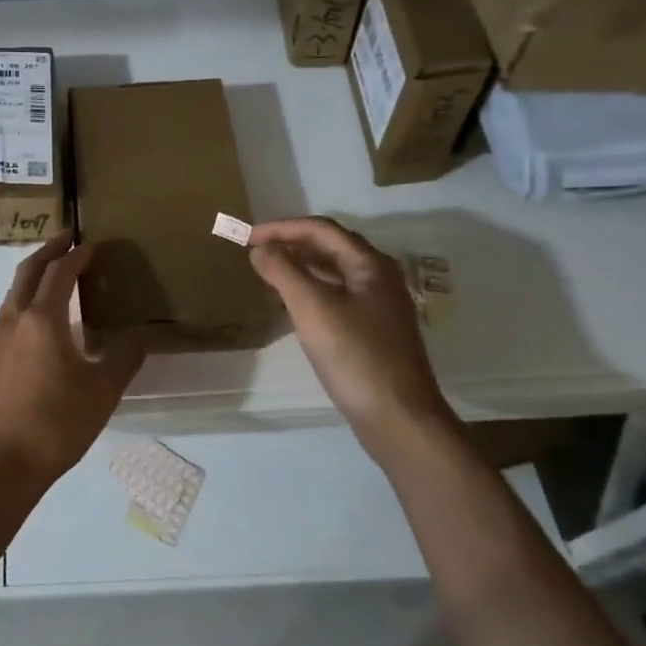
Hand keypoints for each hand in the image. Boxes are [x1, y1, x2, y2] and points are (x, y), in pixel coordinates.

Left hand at [0, 231, 146, 498]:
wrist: (2, 463)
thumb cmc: (56, 424)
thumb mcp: (102, 391)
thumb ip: (124, 356)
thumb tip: (141, 333)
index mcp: (42, 319)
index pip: (60, 273)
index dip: (77, 256)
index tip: (92, 245)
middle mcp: (14, 318)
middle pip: (29, 271)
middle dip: (49, 251)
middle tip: (68, 238)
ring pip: (14, 290)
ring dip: (34, 274)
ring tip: (54, 272)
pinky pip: (8, 312)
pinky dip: (24, 298)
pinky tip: (38, 318)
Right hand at [247, 217, 455, 457]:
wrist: (398, 417)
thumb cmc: (355, 356)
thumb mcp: (312, 308)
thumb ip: (283, 271)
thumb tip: (260, 248)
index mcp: (370, 264)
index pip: (321, 229)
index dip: (281, 228)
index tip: (247, 236)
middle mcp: (378, 278)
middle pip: (329, 247)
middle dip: (290, 243)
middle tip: (254, 250)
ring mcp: (378, 306)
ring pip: (333, 273)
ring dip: (299, 267)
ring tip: (266, 273)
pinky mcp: (372, 331)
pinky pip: (335, 296)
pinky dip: (309, 291)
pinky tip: (290, 305)